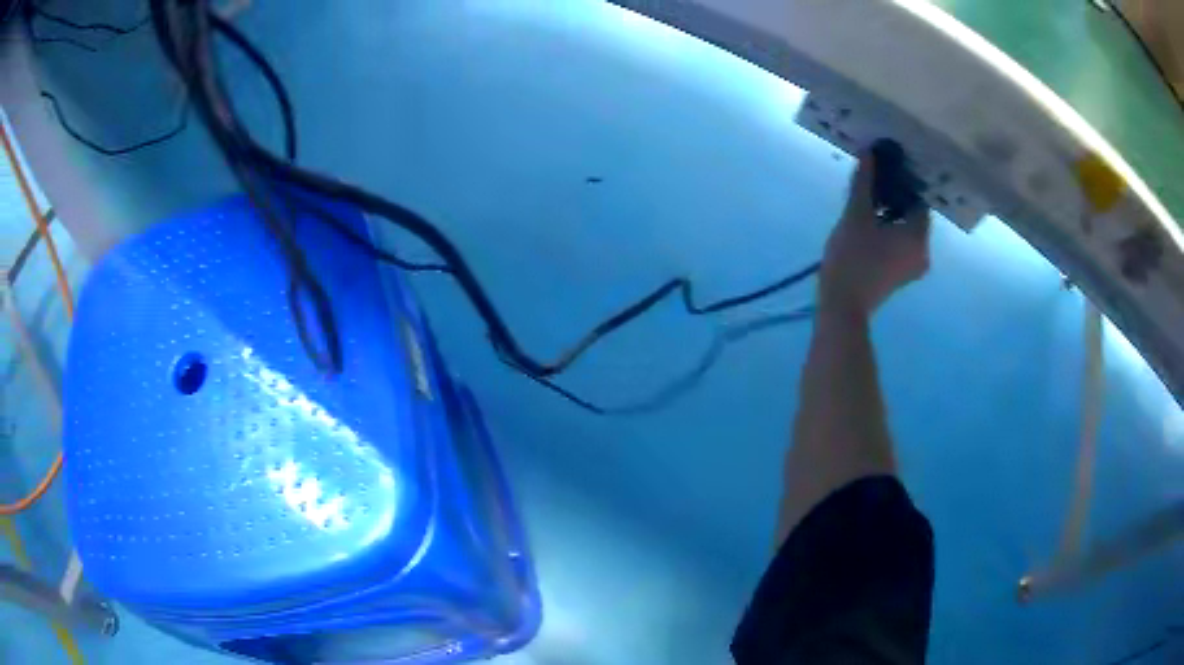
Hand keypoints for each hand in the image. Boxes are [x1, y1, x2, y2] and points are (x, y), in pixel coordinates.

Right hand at [819, 151, 930, 318]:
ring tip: (867, 201)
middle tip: (873, 181)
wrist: (843, 306)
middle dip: (895, 198)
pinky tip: (869, 224)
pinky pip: (900, 245)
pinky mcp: (900, 276)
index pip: (919, 199)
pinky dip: (889, 232)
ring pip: (906, 231)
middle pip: (913, 215)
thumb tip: (869, 151)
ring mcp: (912, 267)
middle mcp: (923, 252)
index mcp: (919, 236)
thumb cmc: (853, 258)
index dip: (903, 181)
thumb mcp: (856, 215)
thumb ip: (865, 182)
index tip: (885, 168)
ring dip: (890, 215)